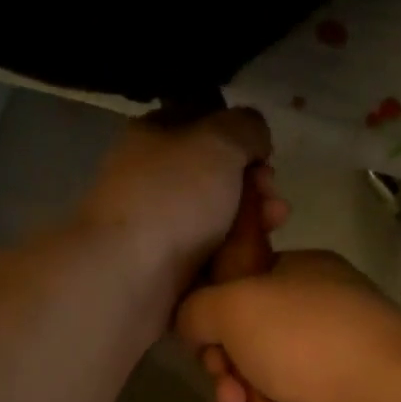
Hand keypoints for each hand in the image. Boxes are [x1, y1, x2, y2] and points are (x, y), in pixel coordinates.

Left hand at [78, 108, 280, 288]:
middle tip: (273, 201)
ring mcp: (158, 227)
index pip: (204, 122)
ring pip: (218, 219)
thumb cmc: (172, 199)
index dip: (241, 135)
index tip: (265, 155)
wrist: (126, 280)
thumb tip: (254, 138)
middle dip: (254, 186)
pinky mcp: (165, 271)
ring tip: (272, 229)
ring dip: (251, 223)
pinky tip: (251, 260)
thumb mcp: (218, 142)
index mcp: (154, 137)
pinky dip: (233, 258)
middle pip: (217, 176)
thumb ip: (245, 127)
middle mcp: (153, 179)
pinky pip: (210, 258)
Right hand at [176, 250, 400, 401]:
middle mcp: (315, 319)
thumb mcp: (234, 304)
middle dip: (222, 367)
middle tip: (224, 379)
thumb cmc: (305, 337)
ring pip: (254, 386)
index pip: (245, 284)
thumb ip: (197, 308)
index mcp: (302, 276)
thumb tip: (190, 324)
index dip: (216, 309)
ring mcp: (323, 369)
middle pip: (243, 343)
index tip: (203, 331)